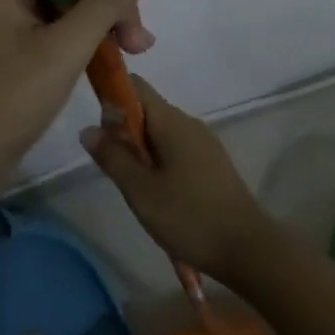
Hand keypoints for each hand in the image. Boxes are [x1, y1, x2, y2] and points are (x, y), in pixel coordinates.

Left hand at [0, 0, 153, 194]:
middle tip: (137, 45)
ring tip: (132, 53)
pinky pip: (64, 16)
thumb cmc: (10, 99)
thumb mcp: (66, 48)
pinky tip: (113, 56)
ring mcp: (13, 6)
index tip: (128, 20)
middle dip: (112, 0)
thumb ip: (107, 1)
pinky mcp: (20, 33)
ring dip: (107, 18)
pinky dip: (90, 33)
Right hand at [80, 77, 275, 281]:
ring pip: (161, 133)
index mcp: (171, 121)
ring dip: (142, 152)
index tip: (100, 129)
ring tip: (136, 188)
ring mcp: (204, 142)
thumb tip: (88, 128)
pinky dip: (160, 163)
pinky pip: (177, 150)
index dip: (112, 97)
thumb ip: (113, 157)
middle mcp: (188, 123)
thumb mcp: (141, 191)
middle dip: (124, 132)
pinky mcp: (212, 162)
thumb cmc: (189, 217)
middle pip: (147, 111)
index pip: (136, 87)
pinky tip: (159, 196)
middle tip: (115, 169)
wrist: (246, 248)